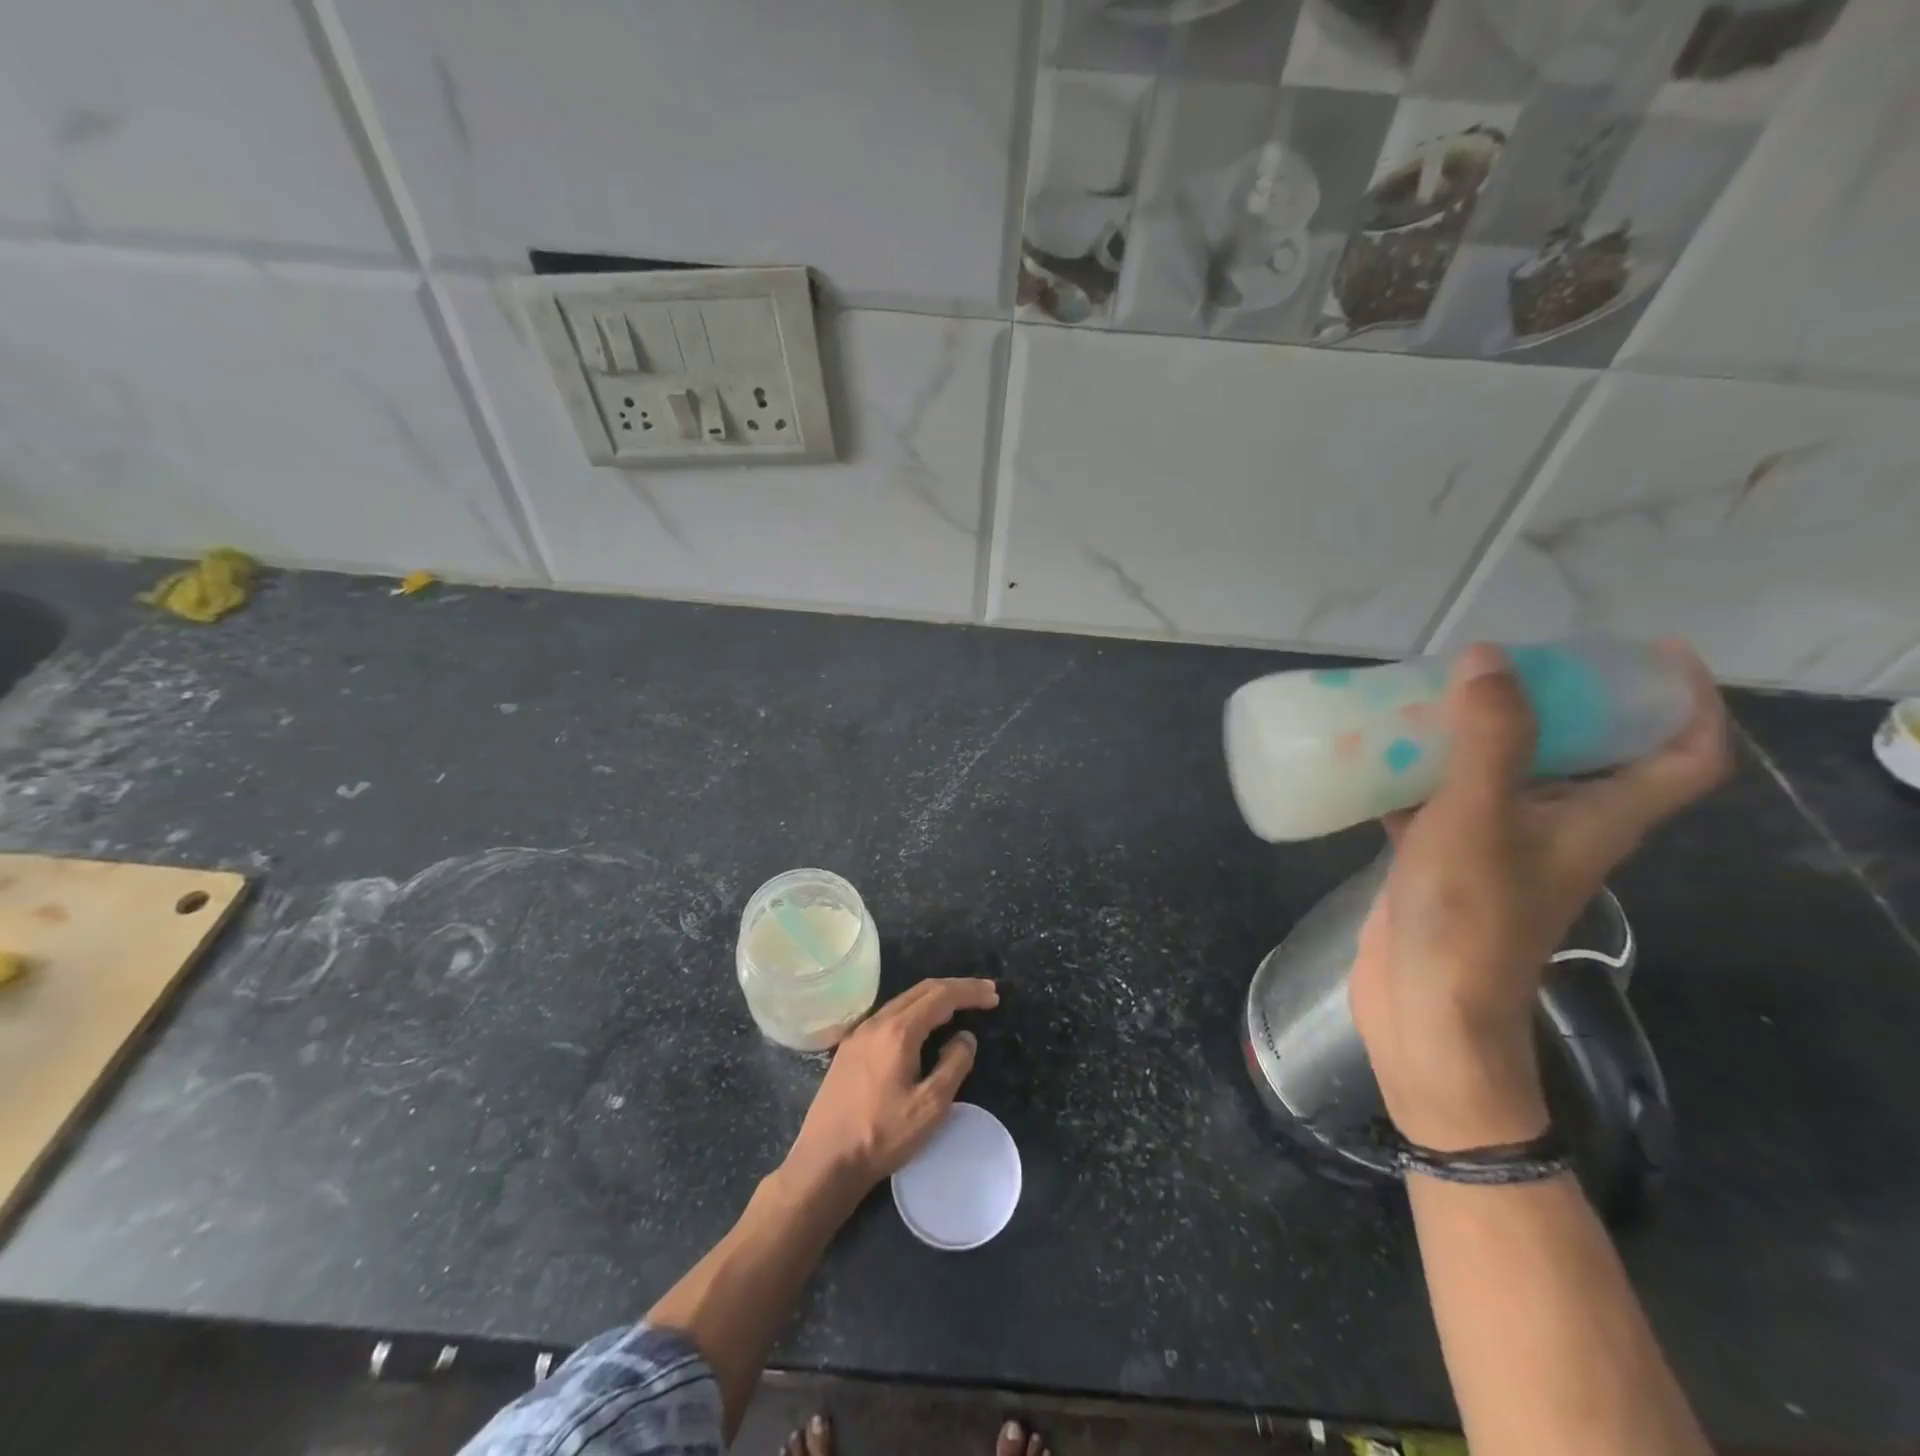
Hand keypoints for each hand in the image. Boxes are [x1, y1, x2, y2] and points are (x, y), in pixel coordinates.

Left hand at [782, 977, 998, 1198]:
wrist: (825, 1161)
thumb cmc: (881, 1135)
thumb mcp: (930, 1107)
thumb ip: (954, 1065)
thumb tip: (965, 1037)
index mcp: (898, 1031)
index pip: (941, 996)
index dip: (970, 991)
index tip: (994, 994)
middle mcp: (877, 1022)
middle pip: (921, 990)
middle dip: (955, 988)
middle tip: (984, 995)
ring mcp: (859, 1034)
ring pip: (903, 1001)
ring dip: (934, 998)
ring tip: (959, 1007)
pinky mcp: (850, 1048)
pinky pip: (889, 1016)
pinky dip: (914, 1012)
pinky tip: (923, 1027)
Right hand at [1349, 641, 1731, 1150]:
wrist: (1426, 1008)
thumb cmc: (1467, 915)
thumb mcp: (1480, 815)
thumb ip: (1491, 737)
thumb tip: (1490, 658)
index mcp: (1598, 819)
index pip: (1683, 757)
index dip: (1684, 701)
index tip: (1649, 654)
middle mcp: (1558, 829)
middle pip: (1584, 755)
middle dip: (1553, 703)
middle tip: (1504, 664)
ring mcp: (1498, 849)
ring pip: (1502, 776)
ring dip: (1475, 736)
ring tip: (1429, 697)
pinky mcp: (1445, 863)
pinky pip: (1440, 803)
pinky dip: (1417, 777)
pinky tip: (1373, 758)